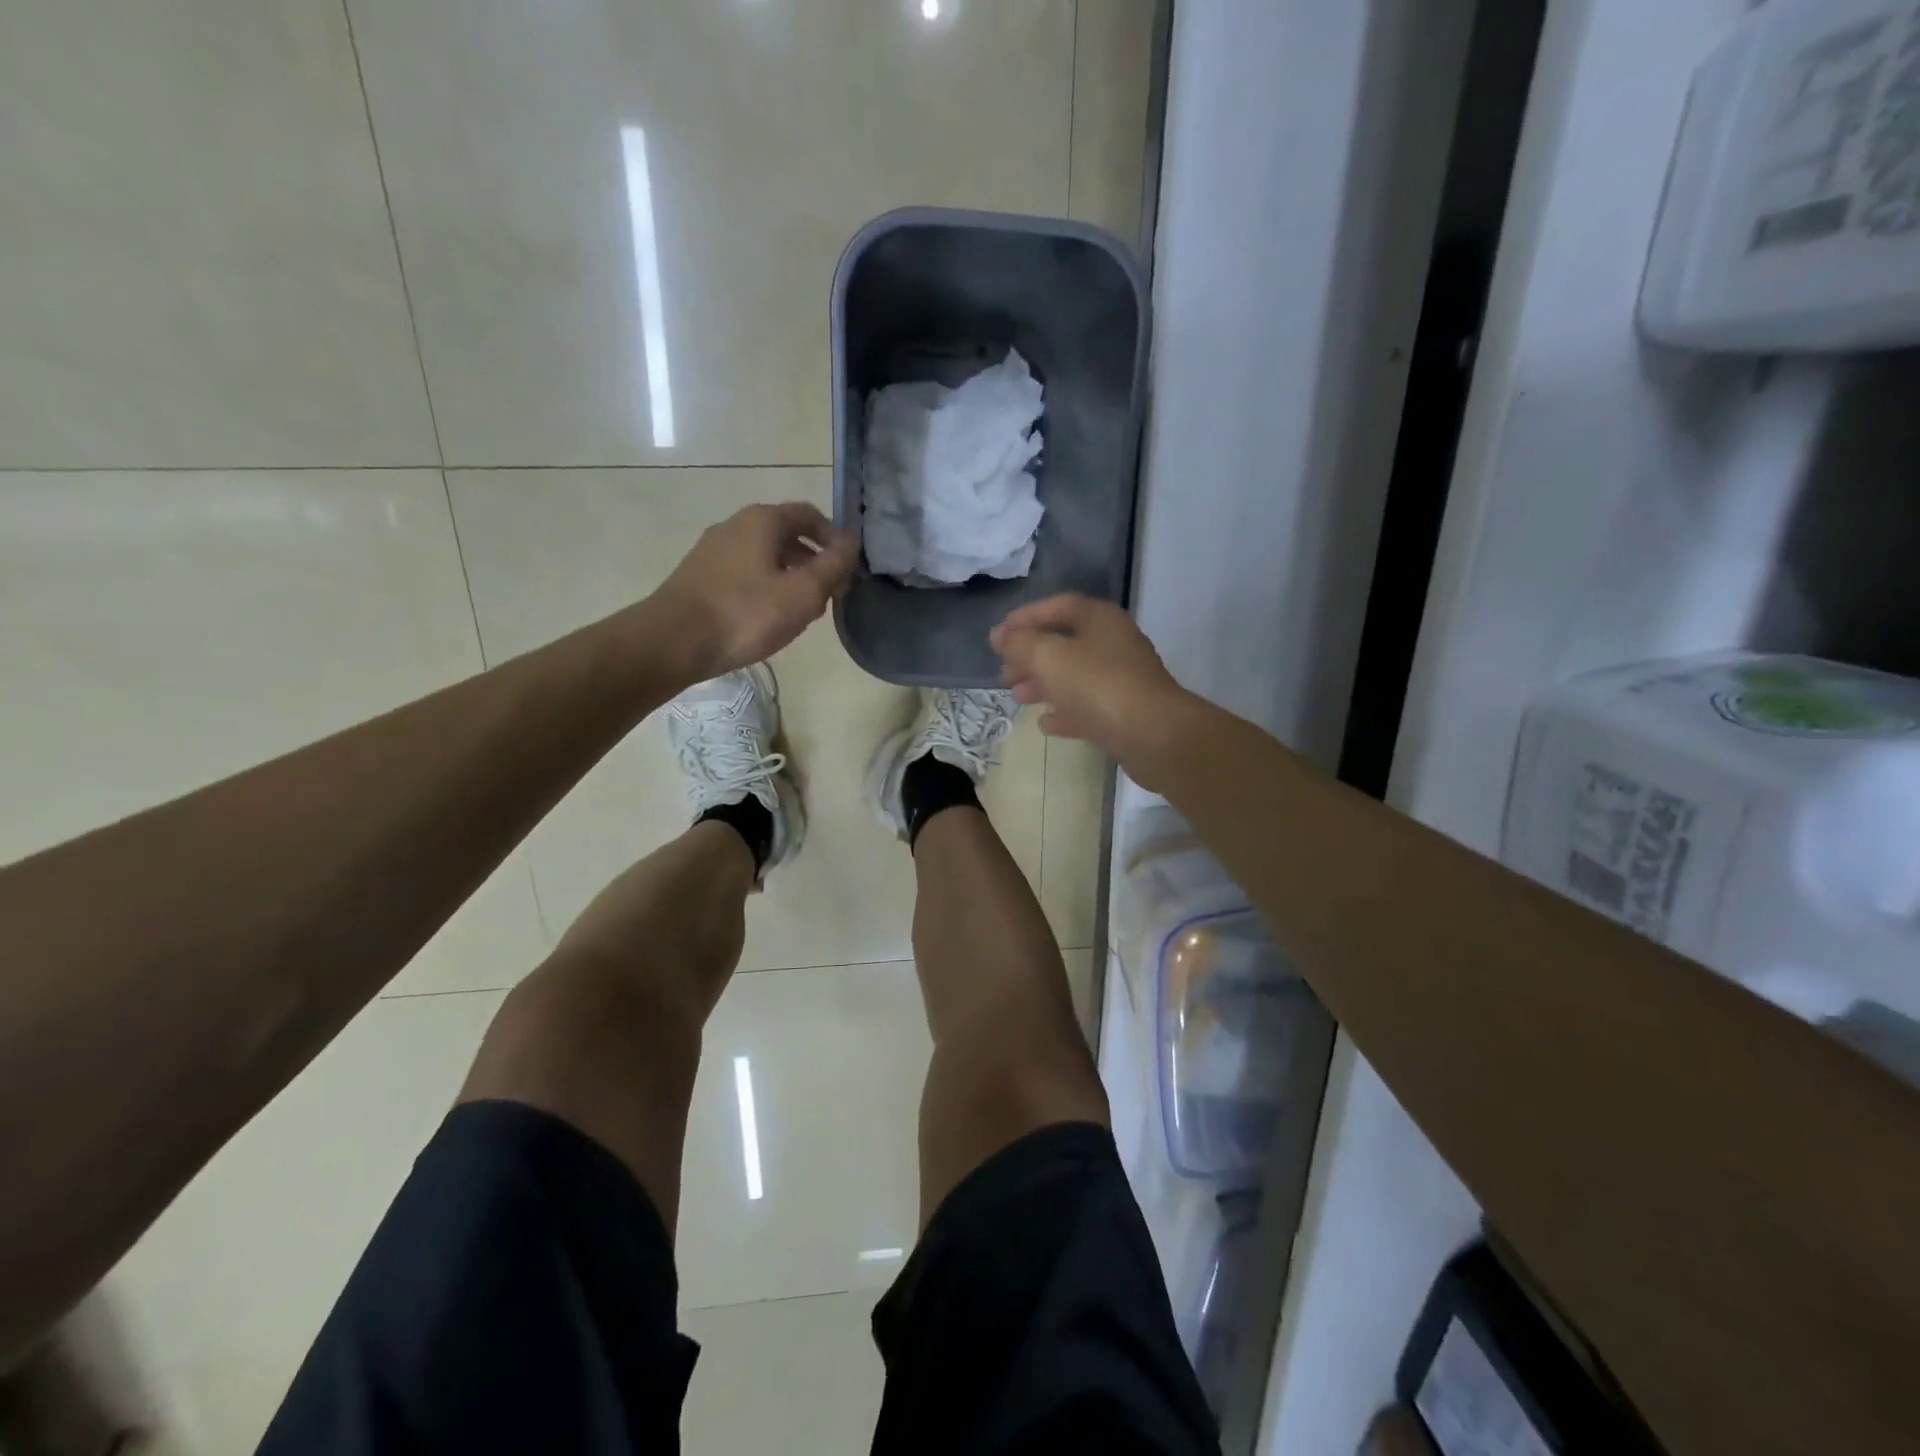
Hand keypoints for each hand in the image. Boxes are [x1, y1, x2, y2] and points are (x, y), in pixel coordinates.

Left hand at [647, 503, 859, 682]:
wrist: (673, 641)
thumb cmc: (745, 614)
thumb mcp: (802, 593)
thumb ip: (833, 566)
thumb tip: (853, 542)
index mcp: (762, 521)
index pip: (809, 514)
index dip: (834, 538)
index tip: (848, 569)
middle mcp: (735, 525)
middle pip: (786, 534)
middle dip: (814, 561)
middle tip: (830, 594)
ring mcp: (713, 550)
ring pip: (764, 556)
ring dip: (791, 576)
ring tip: (803, 610)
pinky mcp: (699, 576)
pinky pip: (744, 573)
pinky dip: (766, 587)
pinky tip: (769, 617)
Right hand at [990, 594, 1195, 783]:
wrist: (1154, 735)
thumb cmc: (1098, 685)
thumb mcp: (1049, 658)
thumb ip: (1019, 644)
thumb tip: (998, 635)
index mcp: (1100, 619)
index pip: (1059, 606)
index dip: (1027, 617)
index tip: (999, 634)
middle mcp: (1114, 643)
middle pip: (1065, 643)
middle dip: (1031, 656)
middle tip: (1004, 673)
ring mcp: (1123, 679)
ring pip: (1075, 676)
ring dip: (1044, 684)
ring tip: (1017, 698)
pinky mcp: (1126, 712)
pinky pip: (1089, 706)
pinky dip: (1065, 711)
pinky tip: (1046, 723)